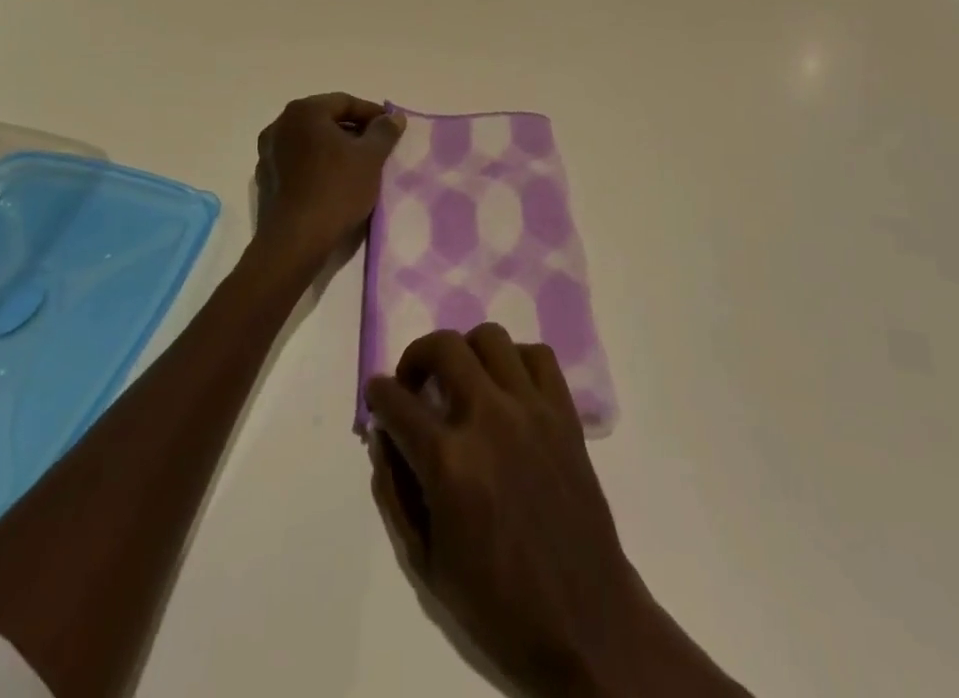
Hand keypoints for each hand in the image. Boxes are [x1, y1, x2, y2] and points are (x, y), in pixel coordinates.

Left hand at [253, 93, 403, 275]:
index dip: (372, 114)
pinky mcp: (266, 178)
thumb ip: (384, 131)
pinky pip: (298, 161)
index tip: (392, 129)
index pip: (345, 102)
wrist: (295, 241)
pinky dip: (318, 164)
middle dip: (354, 131)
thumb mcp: (371, 158)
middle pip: (325, 119)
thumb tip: (393, 117)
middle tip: (378, 147)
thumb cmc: (336, 190)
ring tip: (359, 166)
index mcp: (303, 111)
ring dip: (335, 148)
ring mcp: (268, 152)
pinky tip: (334, 183)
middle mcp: (280, 125)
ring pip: (311, 141)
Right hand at [364, 326, 651, 696]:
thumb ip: (395, 492)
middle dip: (416, 356)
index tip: (377, 394)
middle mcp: (488, 418)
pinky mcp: (564, 412)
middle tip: (415, 383)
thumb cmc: (496, 601)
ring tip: (463, 381)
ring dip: (466, 352)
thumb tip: (383, 437)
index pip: (397, 402)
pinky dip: (516, 360)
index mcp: (449, 462)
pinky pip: (539, 356)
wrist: (581, 620)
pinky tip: (507, 387)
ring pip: (491, 338)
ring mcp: (531, 409)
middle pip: (444, 347)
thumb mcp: (426, 562)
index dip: (378, 394)